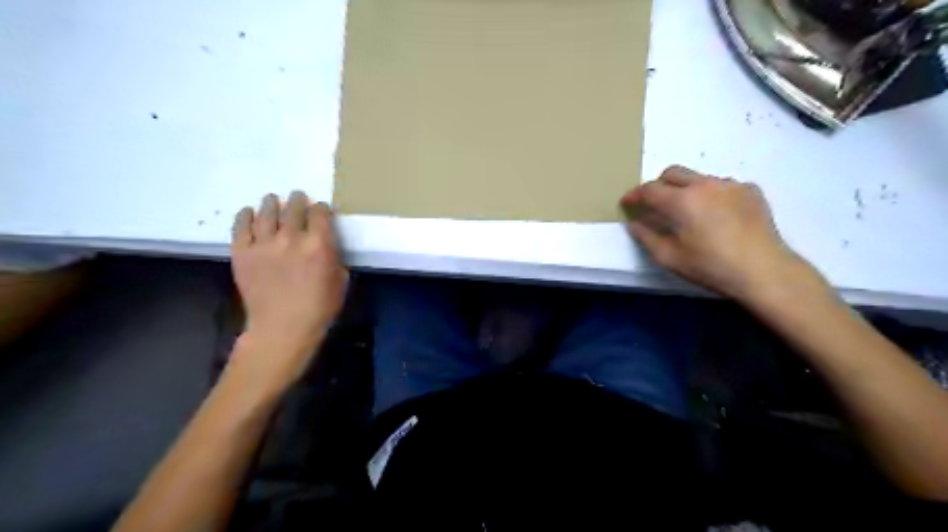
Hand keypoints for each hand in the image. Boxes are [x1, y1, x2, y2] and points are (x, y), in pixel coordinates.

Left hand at [229, 191, 346, 377]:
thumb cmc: (319, 308)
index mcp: (319, 244)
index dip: (322, 208)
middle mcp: (291, 237)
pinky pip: (241, 226)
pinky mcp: (242, 252)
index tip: (321, 210)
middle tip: (298, 197)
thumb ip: (333, 257)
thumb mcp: (340, 281)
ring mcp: (263, 243)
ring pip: (267, 212)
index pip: (320, 213)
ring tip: (273, 200)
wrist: (282, 328)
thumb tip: (326, 246)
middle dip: (299, 200)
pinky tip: (249, 213)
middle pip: (294, 207)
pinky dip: (246, 216)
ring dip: (272, 203)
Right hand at [625, 164, 813, 305]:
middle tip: (654, 204)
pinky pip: (722, 185)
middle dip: (658, 185)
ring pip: (698, 178)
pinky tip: (716, 214)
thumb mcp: (669, 258)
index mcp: (681, 201)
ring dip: (685, 189)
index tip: (627, 203)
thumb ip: (646, 237)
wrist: (764, 271)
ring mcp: (730, 184)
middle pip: (672, 173)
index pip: (649, 189)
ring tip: (688, 212)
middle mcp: (704, 184)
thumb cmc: (711, 266)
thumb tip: (634, 223)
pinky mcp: (751, 190)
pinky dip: (711, 194)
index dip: (634, 195)